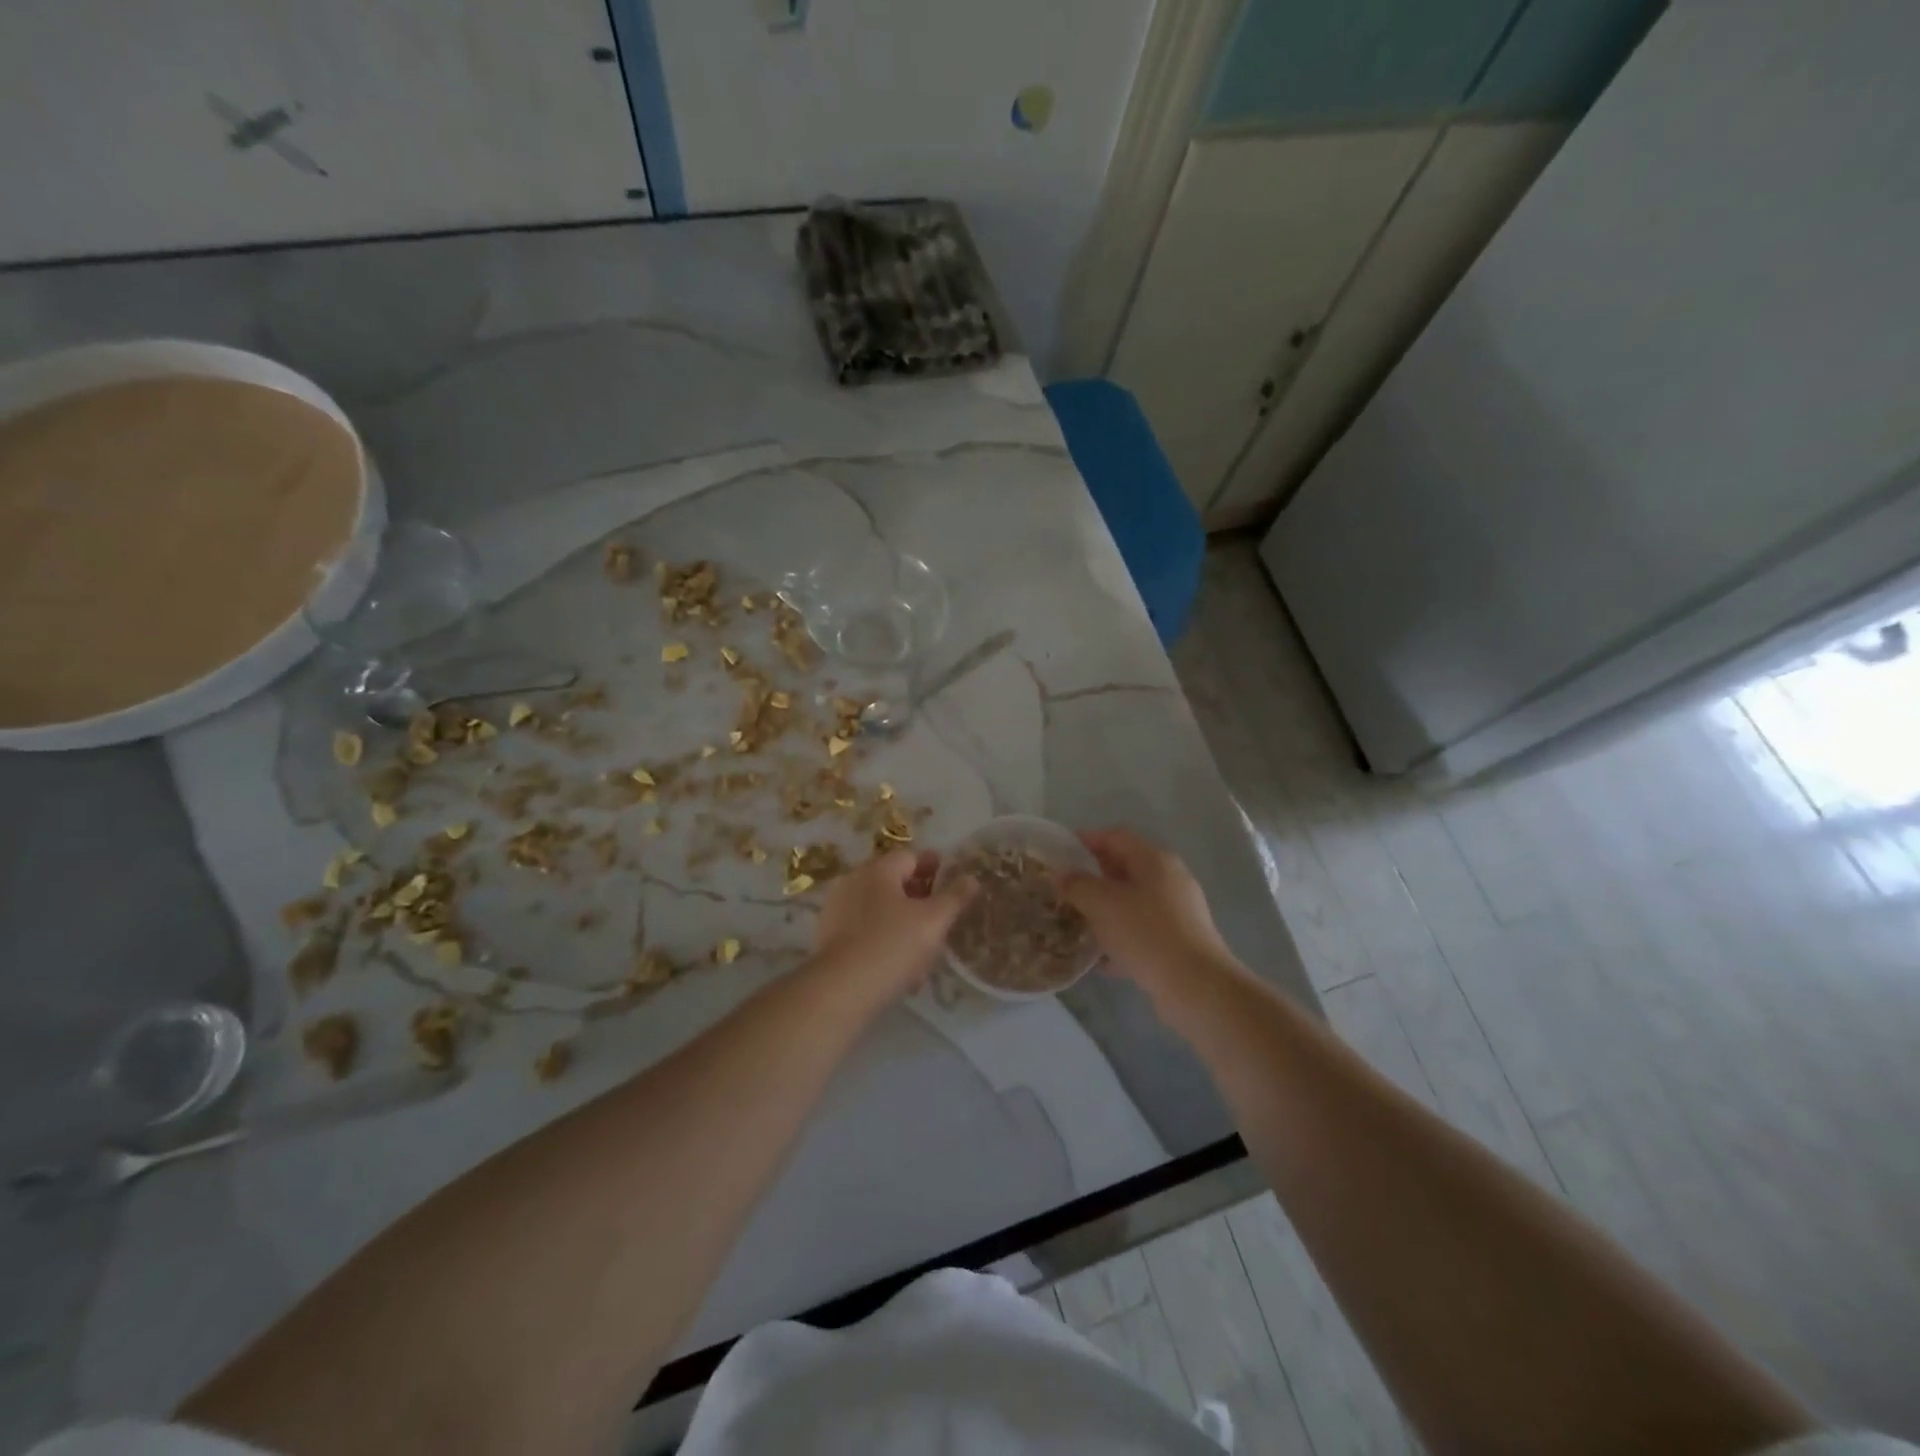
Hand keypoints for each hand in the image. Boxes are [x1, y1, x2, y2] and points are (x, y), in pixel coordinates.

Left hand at [813, 850, 975, 1000]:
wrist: (841, 990)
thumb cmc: (892, 945)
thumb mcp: (934, 921)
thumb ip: (954, 897)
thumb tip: (971, 877)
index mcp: (878, 870)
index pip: (910, 857)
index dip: (933, 867)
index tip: (950, 882)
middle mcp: (853, 882)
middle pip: (893, 882)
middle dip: (918, 897)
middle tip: (940, 917)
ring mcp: (837, 910)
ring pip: (879, 910)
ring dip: (902, 923)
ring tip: (924, 950)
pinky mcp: (828, 939)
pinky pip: (864, 932)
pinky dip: (884, 941)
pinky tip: (900, 968)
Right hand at [1059, 828, 1241, 1009]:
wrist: (1195, 986)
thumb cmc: (1146, 933)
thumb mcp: (1102, 903)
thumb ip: (1077, 884)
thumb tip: (1062, 875)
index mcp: (1154, 860)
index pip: (1115, 836)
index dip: (1086, 839)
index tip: (1060, 851)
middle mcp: (1170, 879)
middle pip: (1126, 867)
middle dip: (1094, 876)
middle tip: (1065, 888)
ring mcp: (1179, 911)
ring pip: (1133, 901)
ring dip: (1105, 908)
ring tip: (1078, 921)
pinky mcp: (1180, 942)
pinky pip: (1142, 931)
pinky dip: (1121, 937)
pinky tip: (1100, 959)